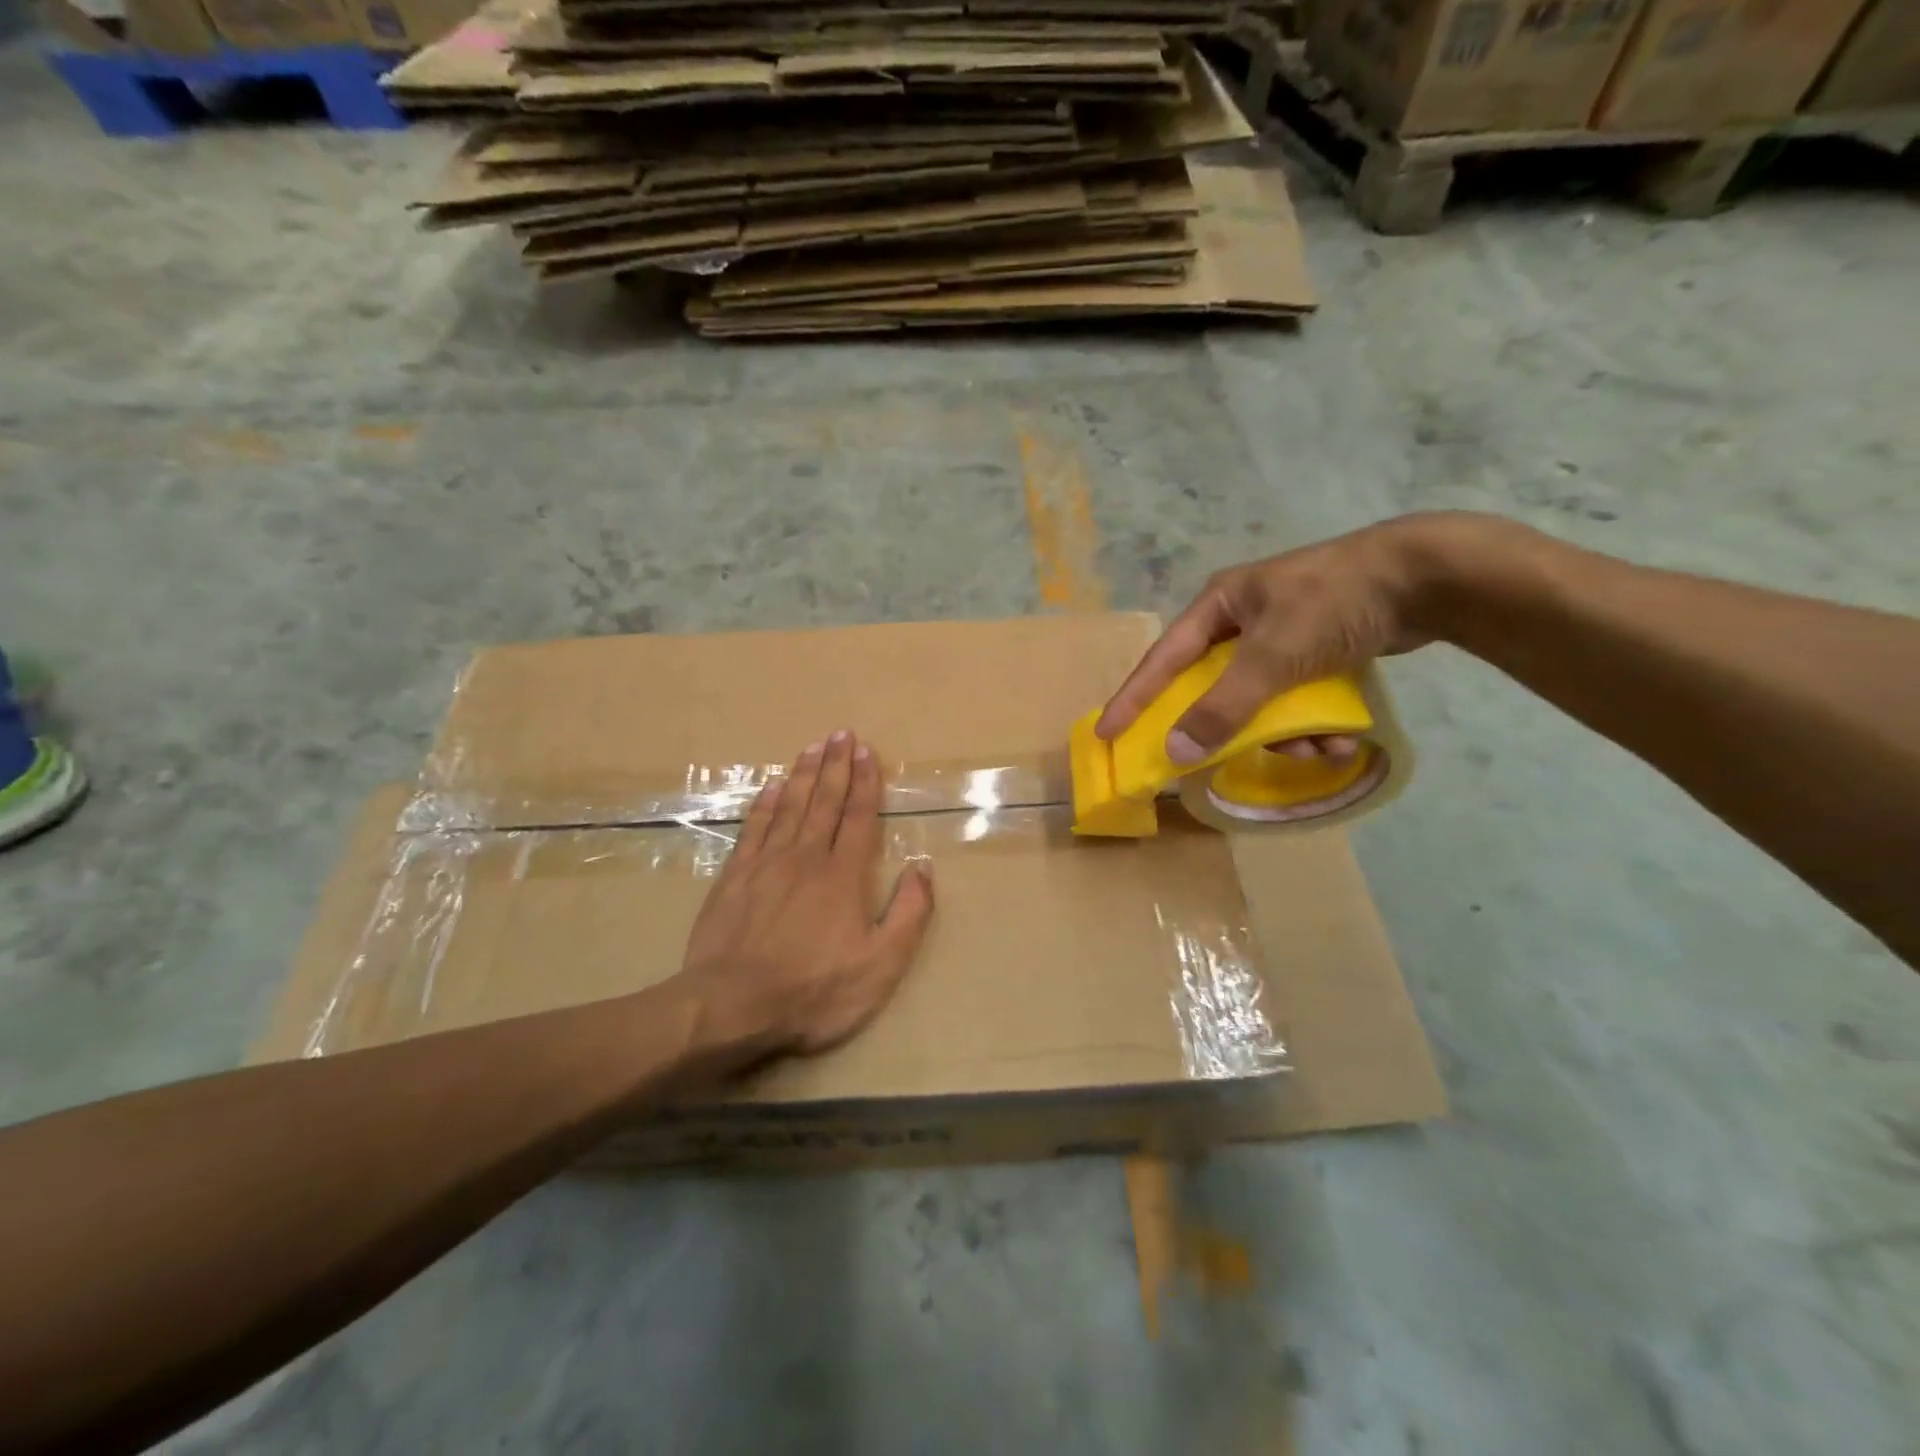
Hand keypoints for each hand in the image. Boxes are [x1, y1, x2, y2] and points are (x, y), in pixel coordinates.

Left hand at [679, 731, 935, 1058]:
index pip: (859, 817)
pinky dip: (764, 804)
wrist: (733, 1006)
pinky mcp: (734, 877)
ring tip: (811, 747)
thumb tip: (922, 868)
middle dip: (835, 766)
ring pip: (789, 807)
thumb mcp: (881, 965)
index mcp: (844, 875)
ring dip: (802, 775)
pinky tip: (770, 787)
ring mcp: (766, 864)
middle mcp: (806, 857)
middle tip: (840, 733)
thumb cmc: (814, 990)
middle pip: (824, 802)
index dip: (865, 782)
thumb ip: (908, 914)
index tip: (866, 751)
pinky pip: (753, 829)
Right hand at [1096, 514, 1468, 764]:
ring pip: (1260, 699)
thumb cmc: (1333, 605)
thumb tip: (1175, 750)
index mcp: (1219, 606)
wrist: (1427, 578)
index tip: (1107, 733)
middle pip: (1213, 686)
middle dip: (1230, 726)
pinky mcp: (1317, 649)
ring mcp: (1282, 634)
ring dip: (1284, 732)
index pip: (1163, 659)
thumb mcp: (1271, 657)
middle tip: (1218, 758)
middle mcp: (1243, 618)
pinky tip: (1340, 740)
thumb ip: (1222, 707)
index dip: (1134, 698)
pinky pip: (1296, 697)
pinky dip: (1312, 722)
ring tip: (1317, 749)